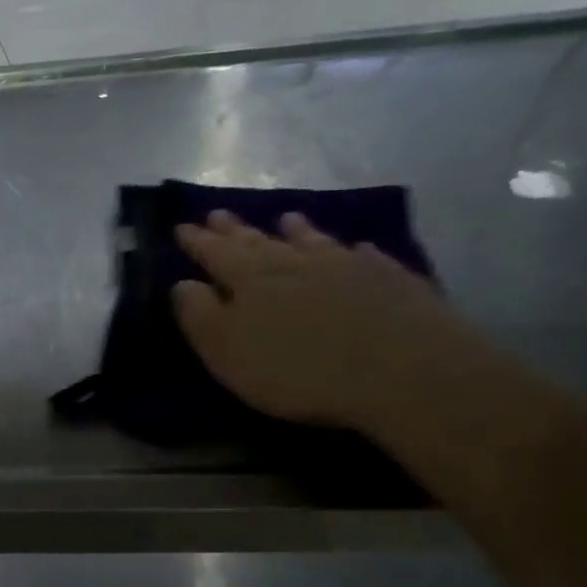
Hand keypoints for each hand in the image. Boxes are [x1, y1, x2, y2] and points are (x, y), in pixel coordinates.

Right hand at [171, 209, 477, 433]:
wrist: (404, 372)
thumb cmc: (297, 369)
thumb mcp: (227, 350)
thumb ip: (199, 315)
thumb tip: (182, 283)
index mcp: (249, 278)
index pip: (214, 252)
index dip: (197, 241)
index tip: (181, 226)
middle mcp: (295, 262)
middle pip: (259, 240)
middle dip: (235, 229)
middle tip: (218, 214)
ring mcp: (346, 266)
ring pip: (313, 241)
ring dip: (296, 230)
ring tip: (286, 218)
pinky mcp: (391, 280)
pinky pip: (365, 256)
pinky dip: (353, 250)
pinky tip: (357, 248)